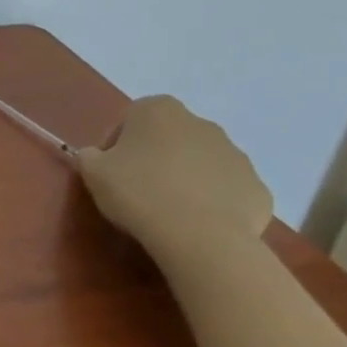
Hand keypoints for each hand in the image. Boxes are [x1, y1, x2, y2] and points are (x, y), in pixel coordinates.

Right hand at [75, 95, 272, 250]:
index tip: (110, 172)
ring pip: (200, 162)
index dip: (115, 147)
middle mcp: (201, 123)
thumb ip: (90, 156)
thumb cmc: (138, 193)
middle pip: (168, 138)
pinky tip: (196, 222)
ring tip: (168, 209)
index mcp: (158, 110)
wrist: (201, 236)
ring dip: (184, 178)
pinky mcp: (257, 187)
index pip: (129, 121)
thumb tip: (97, 156)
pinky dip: (212, 201)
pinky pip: (226, 189)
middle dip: (154, 158)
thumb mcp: (92, 172)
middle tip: (137, 189)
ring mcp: (236, 154)